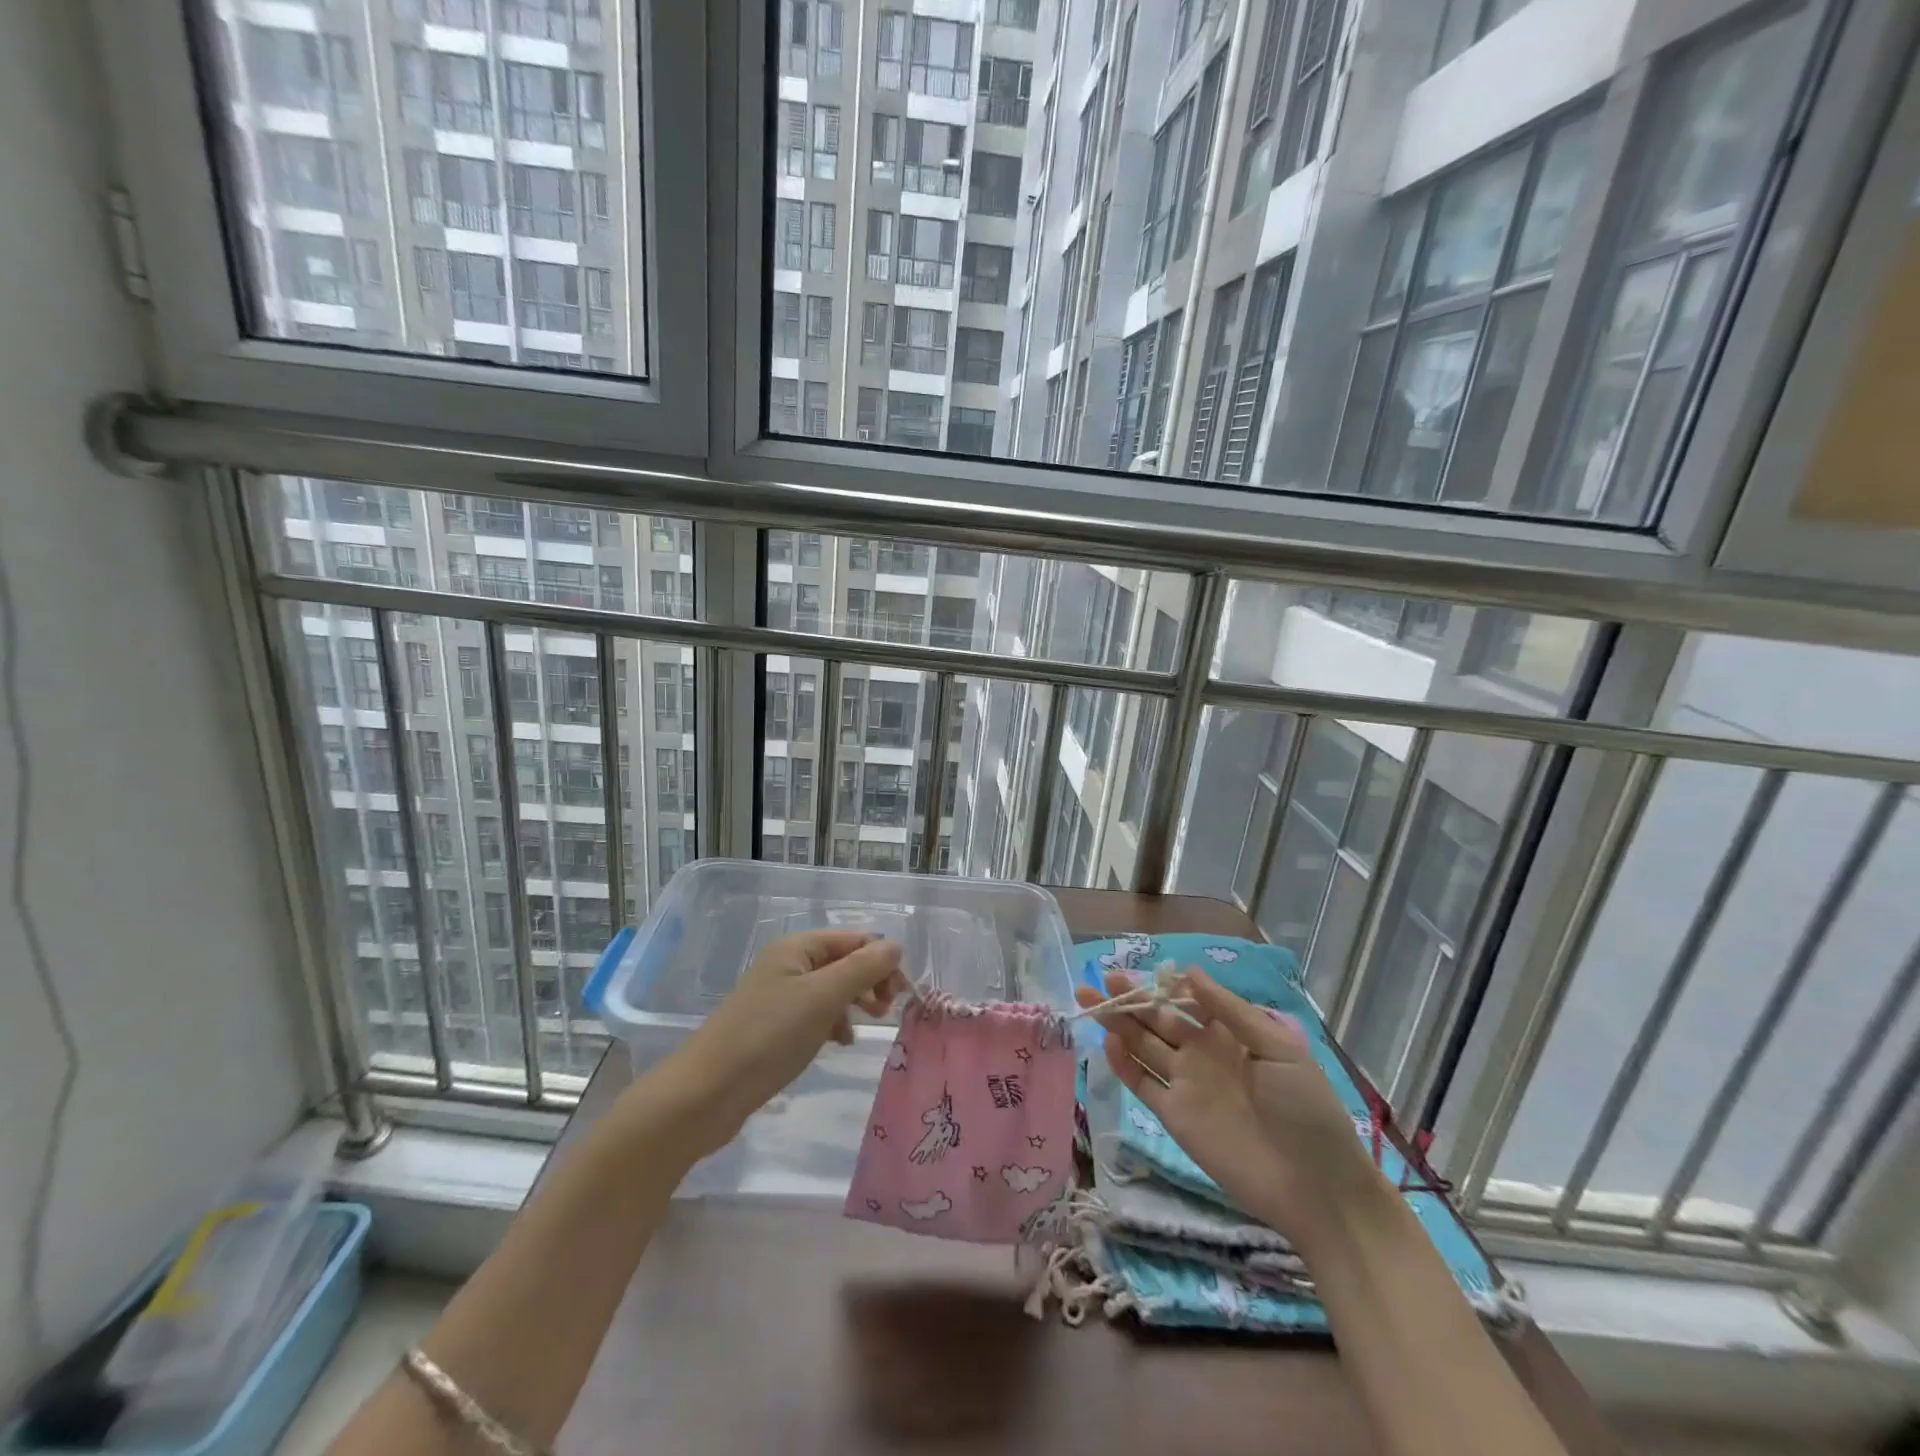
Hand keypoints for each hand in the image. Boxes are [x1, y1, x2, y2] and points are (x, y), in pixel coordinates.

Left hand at [657, 931, 907, 1156]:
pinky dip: (832, 1023)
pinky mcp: (773, 1027)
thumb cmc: (768, 1037)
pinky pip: (814, 1013)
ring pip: (831, 989)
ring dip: (853, 1003)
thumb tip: (895, 947)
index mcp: (798, 948)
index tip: (901, 996)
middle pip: (844, 961)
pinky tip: (837, 1043)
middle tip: (885, 1013)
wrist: (705, 1093)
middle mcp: (788, 964)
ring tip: (861, 1029)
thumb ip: (862, 970)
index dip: (882, 961)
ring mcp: (778, 996)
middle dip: (870, 981)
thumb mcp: (822, 998)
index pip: (855, 939)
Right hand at [1075, 967, 1385, 1248]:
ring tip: (1090, 1000)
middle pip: (1158, 1020)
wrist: (1316, 1188)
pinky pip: (1144, 1084)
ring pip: (1144, 1046)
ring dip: (1118, 1024)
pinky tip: (1109, 1043)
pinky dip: (1124, 1064)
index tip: (1139, 970)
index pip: (1187, 1001)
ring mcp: (1186, 1085)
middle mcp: (1202, 1055)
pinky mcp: (1175, 1117)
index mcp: (1230, 1035)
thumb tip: (1189, 971)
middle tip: (1100, 979)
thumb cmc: (1306, 1109)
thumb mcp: (1278, 1049)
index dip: (1162, 985)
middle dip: (1130, 998)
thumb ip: (1230, 1010)